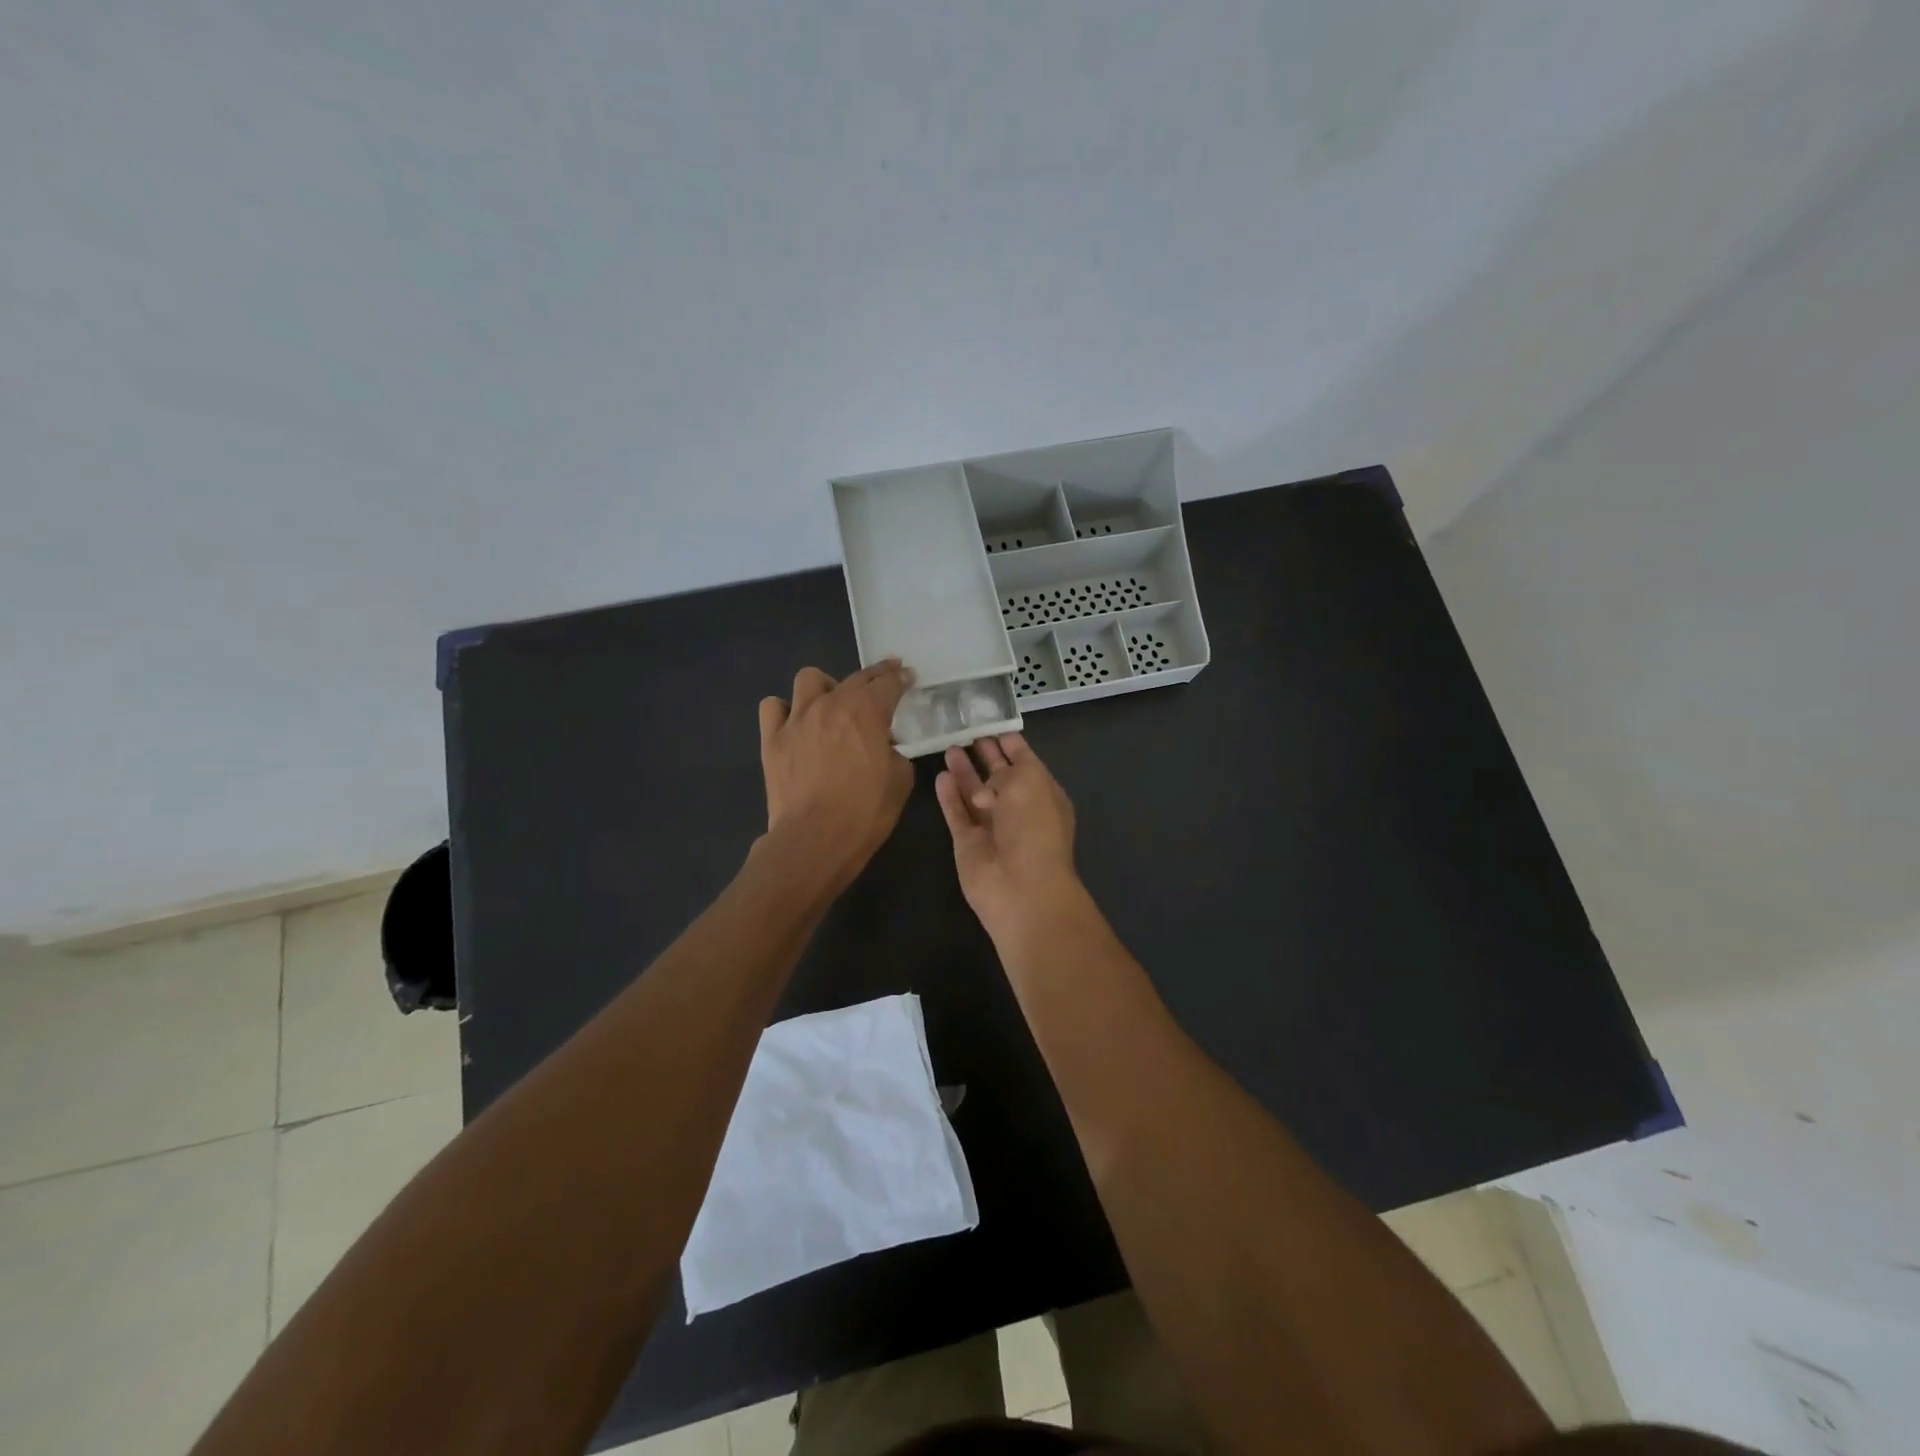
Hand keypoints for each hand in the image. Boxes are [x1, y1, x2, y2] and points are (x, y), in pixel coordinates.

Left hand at [758, 661, 913, 891]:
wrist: (815, 838)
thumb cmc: (865, 811)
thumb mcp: (900, 780)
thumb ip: (895, 753)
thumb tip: (884, 746)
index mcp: (867, 711)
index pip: (889, 683)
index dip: (901, 678)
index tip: (908, 676)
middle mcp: (830, 704)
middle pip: (855, 677)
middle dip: (874, 676)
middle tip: (884, 680)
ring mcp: (797, 719)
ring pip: (809, 679)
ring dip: (826, 686)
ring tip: (833, 702)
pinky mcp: (772, 739)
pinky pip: (773, 707)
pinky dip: (785, 710)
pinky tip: (796, 723)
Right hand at [934, 734, 1079, 936]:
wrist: (1020, 886)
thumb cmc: (1033, 827)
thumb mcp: (1029, 782)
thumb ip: (1009, 768)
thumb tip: (990, 776)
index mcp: (1042, 793)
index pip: (1025, 761)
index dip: (1009, 742)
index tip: (989, 721)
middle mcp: (1018, 809)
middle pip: (998, 776)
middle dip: (985, 754)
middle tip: (965, 730)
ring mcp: (992, 827)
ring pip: (974, 793)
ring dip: (964, 772)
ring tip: (949, 747)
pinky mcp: (968, 842)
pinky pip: (956, 813)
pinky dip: (949, 796)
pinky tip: (940, 776)